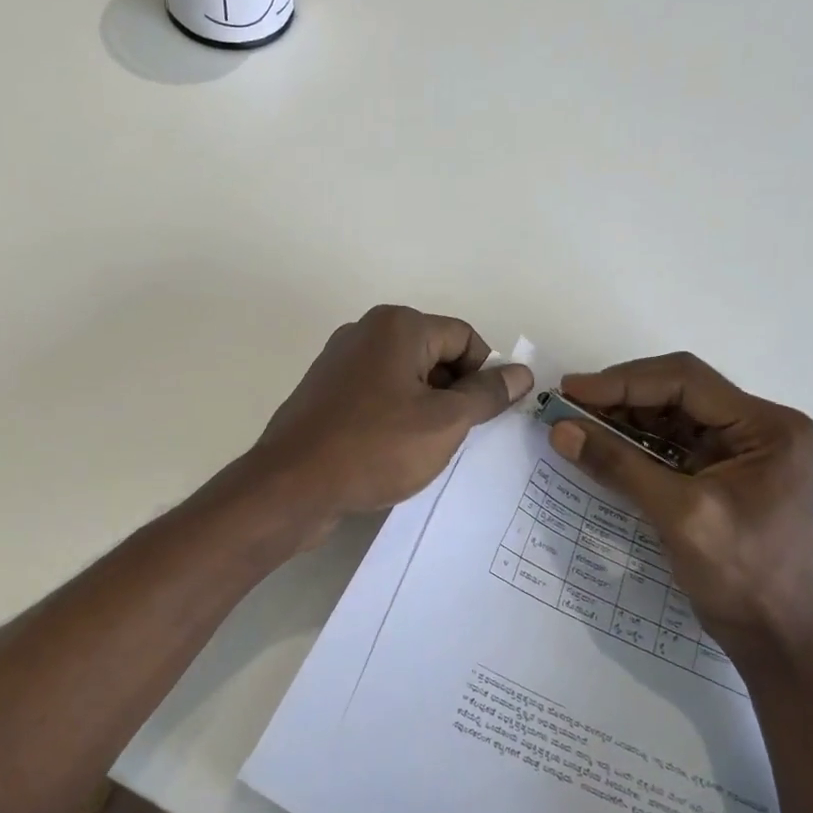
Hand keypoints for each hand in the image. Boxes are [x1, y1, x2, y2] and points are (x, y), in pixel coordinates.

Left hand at [252, 305, 533, 528]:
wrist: (291, 486)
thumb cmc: (375, 447)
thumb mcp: (444, 422)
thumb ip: (487, 394)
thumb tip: (521, 373)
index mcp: (397, 326)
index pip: (464, 338)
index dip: (484, 375)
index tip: (486, 417)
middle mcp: (365, 333)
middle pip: (434, 354)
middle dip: (454, 393)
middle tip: (457, 437)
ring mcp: (340, 363)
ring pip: (405, 379)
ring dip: (426, 410)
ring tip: (426, 450)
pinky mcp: (325, 394)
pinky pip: (377, 397)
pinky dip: (395, 419)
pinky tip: (394, 453)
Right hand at [548, 354, 812, 665]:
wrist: (775, 638)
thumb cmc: (741, 576)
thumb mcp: (678, 515)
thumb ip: (619, 465)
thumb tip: (560, 429)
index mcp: (768, 427)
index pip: (686, 382)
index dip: (623, 382)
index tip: (571, 391)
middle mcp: (761, 427)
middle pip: (679, 392)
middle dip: (621, 397)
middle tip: (568, 405)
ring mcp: (744, 449)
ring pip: (673, 415)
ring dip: (625, 418)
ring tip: (577, 422)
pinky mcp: (725, 471)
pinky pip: (674, 443)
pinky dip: (637, 443)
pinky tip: (604, 445)